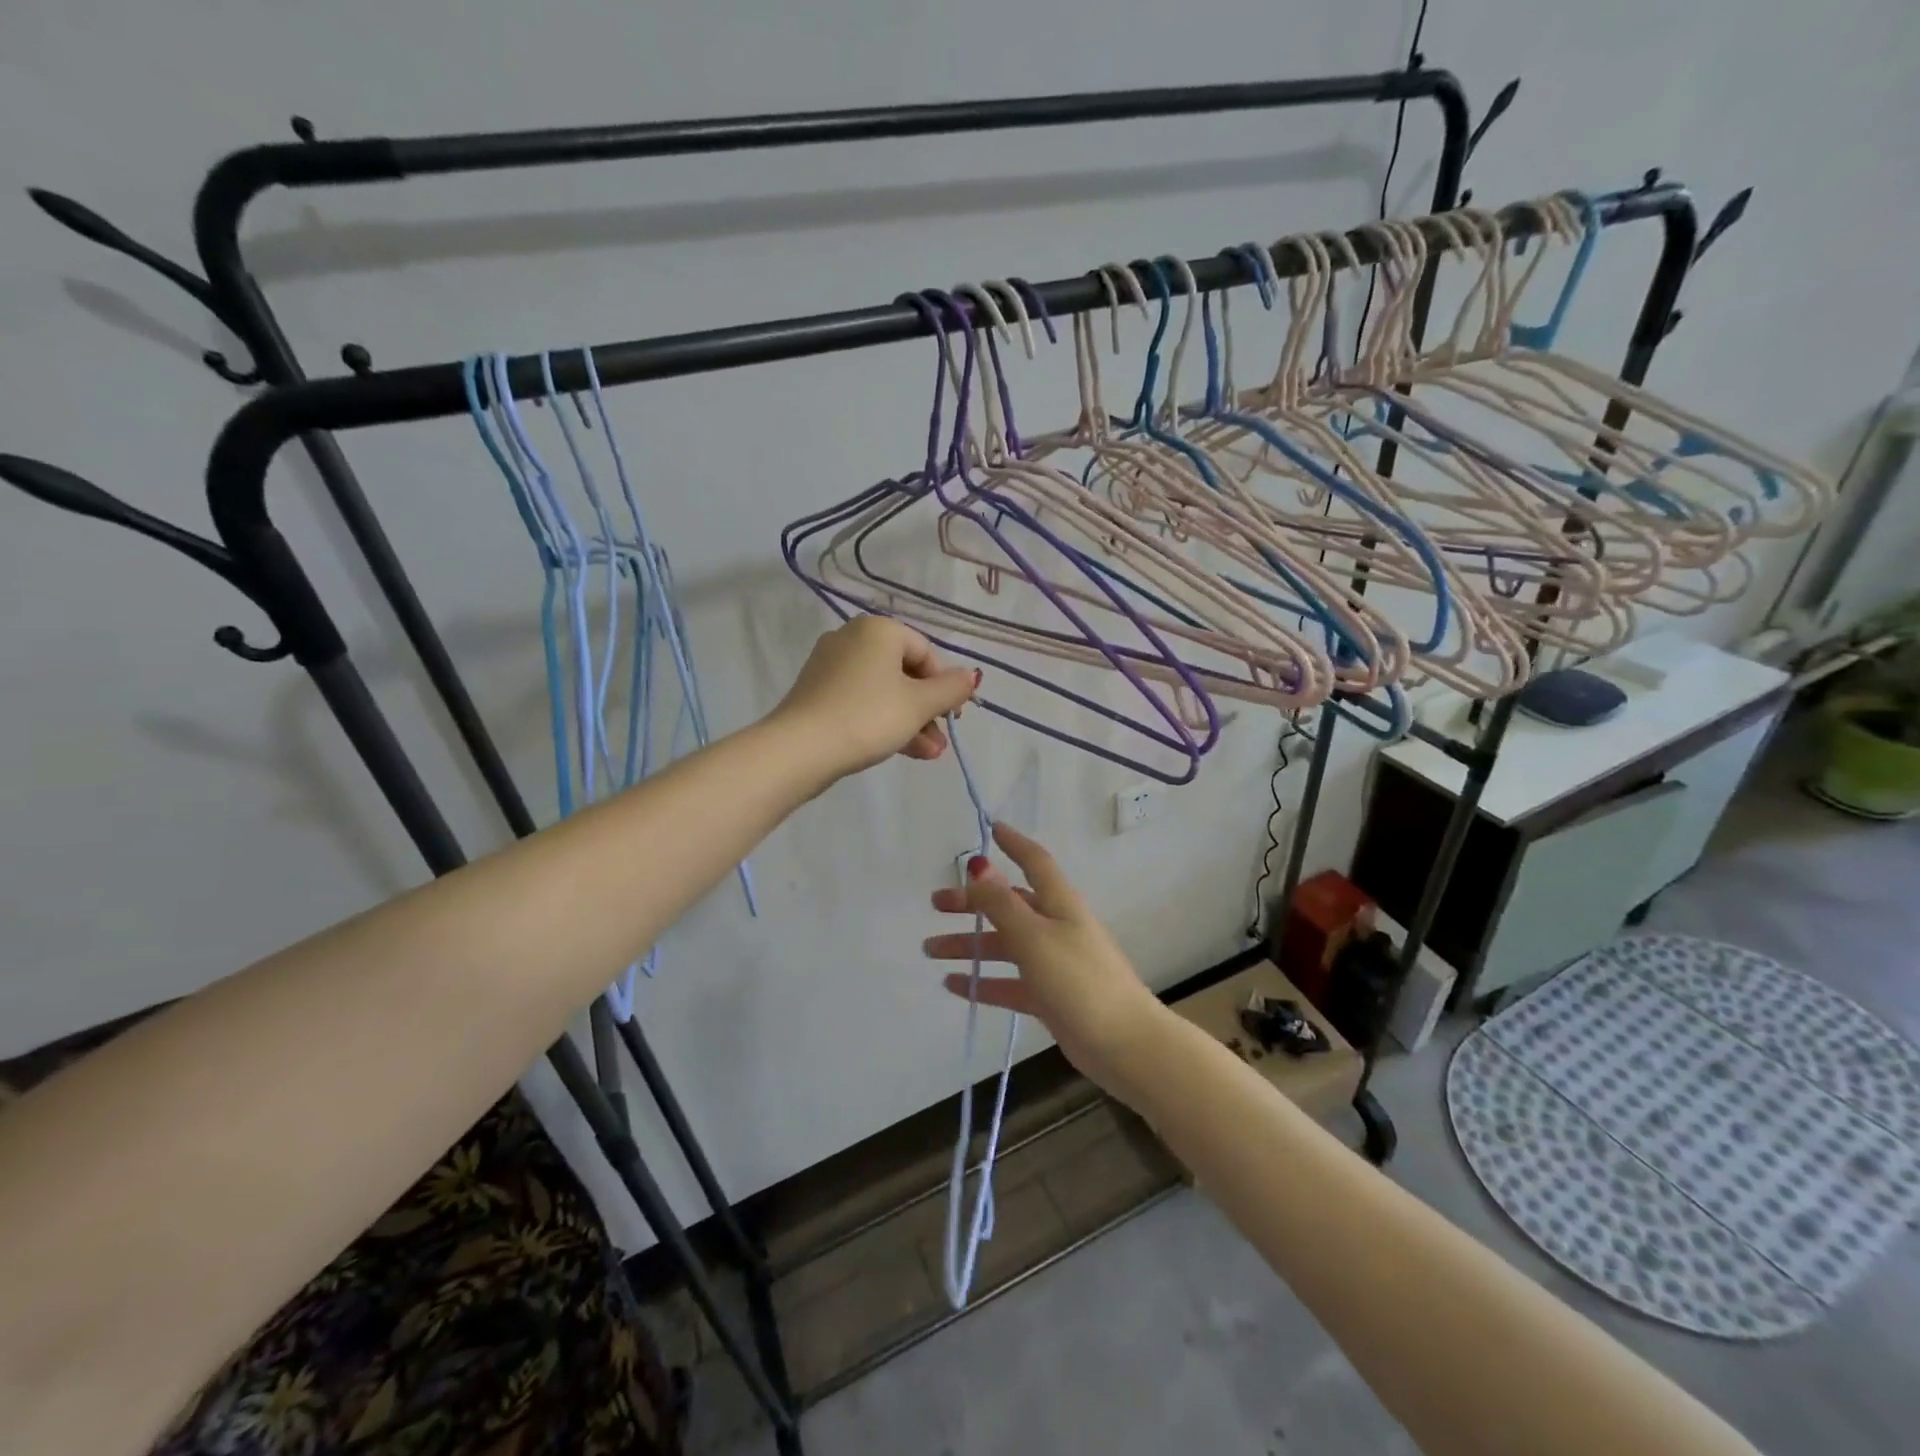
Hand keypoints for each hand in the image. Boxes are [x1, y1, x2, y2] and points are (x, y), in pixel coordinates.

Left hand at [773, 617, 978, 781]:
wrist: (801, 749)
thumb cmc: (868, 717)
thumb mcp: (919, 704)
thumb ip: (951, 689)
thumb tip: (972, 676)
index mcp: (879, 630)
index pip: (925, 652)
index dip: (945, 685)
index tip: (953, 716)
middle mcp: (852, 638)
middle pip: (904, 673)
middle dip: (927, 710)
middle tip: (942, 740)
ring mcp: (830, 665)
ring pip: (883, 691)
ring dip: (910, 721)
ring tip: (928, 754)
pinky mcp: (817, 692)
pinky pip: (861, 701)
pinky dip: (882, 721)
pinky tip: (902, 750)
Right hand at [923, 823, 1169, 1102]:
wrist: (1123, 1045)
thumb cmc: (1079, 981)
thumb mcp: (1034, 937)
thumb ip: (1002, 903)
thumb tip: (979, 864)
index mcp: (1059, 904)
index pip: (1035, 861)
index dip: (1014, 843)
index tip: (990, 828)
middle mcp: (1055, 926)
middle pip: (1009, 905)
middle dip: (973, 902)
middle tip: (935, 905)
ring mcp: (1053, 962)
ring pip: (1004, 945)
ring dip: (969, 944)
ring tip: (931, 950)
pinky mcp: (1049, 996)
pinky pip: (1008, 982)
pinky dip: (983, 982)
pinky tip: (954, 985)